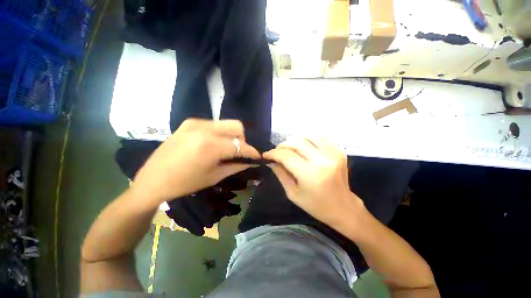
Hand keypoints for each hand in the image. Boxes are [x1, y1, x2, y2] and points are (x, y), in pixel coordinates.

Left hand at [132, 119, 259, 205]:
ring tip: (228, 149)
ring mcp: (195, 122)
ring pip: (226, 124)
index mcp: (210, 146)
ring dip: (232, 136)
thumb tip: (251, 161)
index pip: (241, 145)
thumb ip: (236, 166)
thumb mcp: (214, 176)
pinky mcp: (189, 122)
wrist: (152, 180)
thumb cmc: (184, 183)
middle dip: (243, 140)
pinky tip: (215, 145)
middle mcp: (204, 128)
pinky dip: (221, 133)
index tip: (258, 157)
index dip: (252, 151)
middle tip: (241, 152)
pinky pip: (214, 124)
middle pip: (237, 126)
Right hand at [263, 138, 363, 226]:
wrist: (343, 207)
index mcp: (310, 174)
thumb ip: (280, 174)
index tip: (266, 154)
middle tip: (277, 152)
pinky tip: (303, 149)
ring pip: (307, 137)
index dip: (273, 153)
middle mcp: (322, 160)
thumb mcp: (293, 193)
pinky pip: (319, 139)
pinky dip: (307, 141)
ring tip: (289, 150)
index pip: (286, 156)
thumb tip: (271, 160)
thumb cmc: (316, 205)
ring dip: (294, 142)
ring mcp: (333, 153)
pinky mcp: (339, 151)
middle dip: (282, 145)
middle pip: (296, 142)